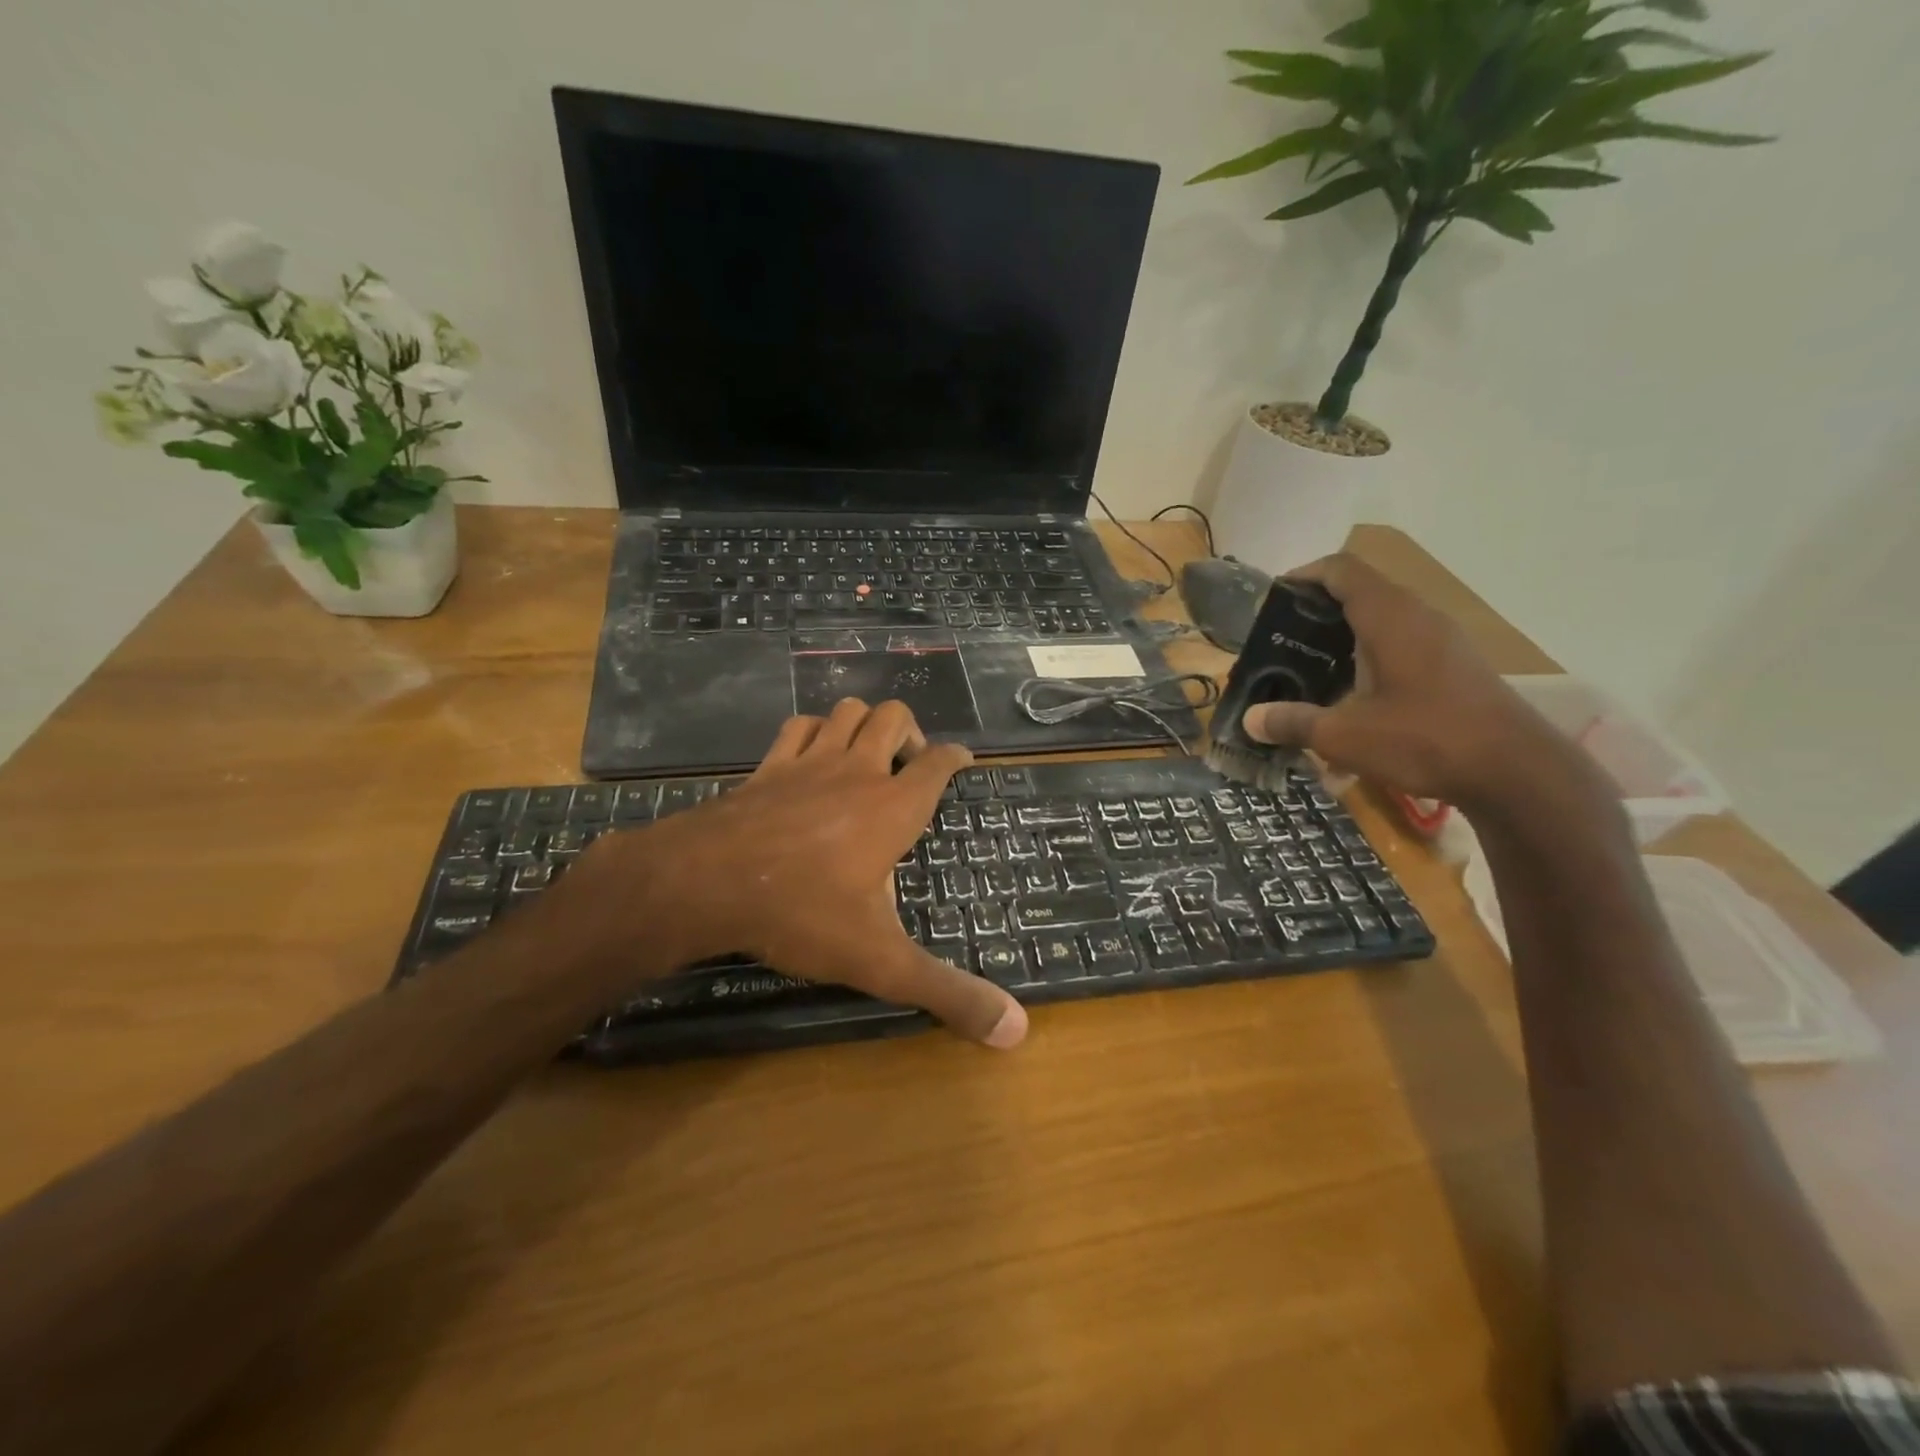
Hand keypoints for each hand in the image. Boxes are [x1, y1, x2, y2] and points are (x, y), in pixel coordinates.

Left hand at [570, 699, 1027, 1047]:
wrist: (706, 883)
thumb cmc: (803, 913)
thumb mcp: (881, 961)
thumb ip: (948, 993)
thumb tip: (1018, 1030)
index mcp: (893, 808)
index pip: (938, 764)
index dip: (955, 757)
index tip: (963, 760)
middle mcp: (857, 772)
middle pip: (893, 718)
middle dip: (910, 732)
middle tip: (909, 768)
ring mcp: (809, 762)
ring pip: (846, 712)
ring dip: (864, 724)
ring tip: (867, 757)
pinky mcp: (768, 766)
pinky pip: (799, 726)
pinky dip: (815, 731)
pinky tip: (813, 754)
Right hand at [1240, 553, 1578, 808]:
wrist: (1516, 771)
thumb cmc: (1424, 739)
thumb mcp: (1345, 735)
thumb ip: (1293, 722)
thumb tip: (1250, 719)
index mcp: (1389, 617)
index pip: (1342, 570)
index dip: (1304, 575)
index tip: (1273, 598)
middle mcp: (1418, 616)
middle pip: (1361, 591)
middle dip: (1318, 610)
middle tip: (1283, 640)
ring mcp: (1443, 640)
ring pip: (1384, 619)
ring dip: (1345, 635)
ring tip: (1312, 667)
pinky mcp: (1456, 665)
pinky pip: (1403, 643)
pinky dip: (1371, 656)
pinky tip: (1355, 696)